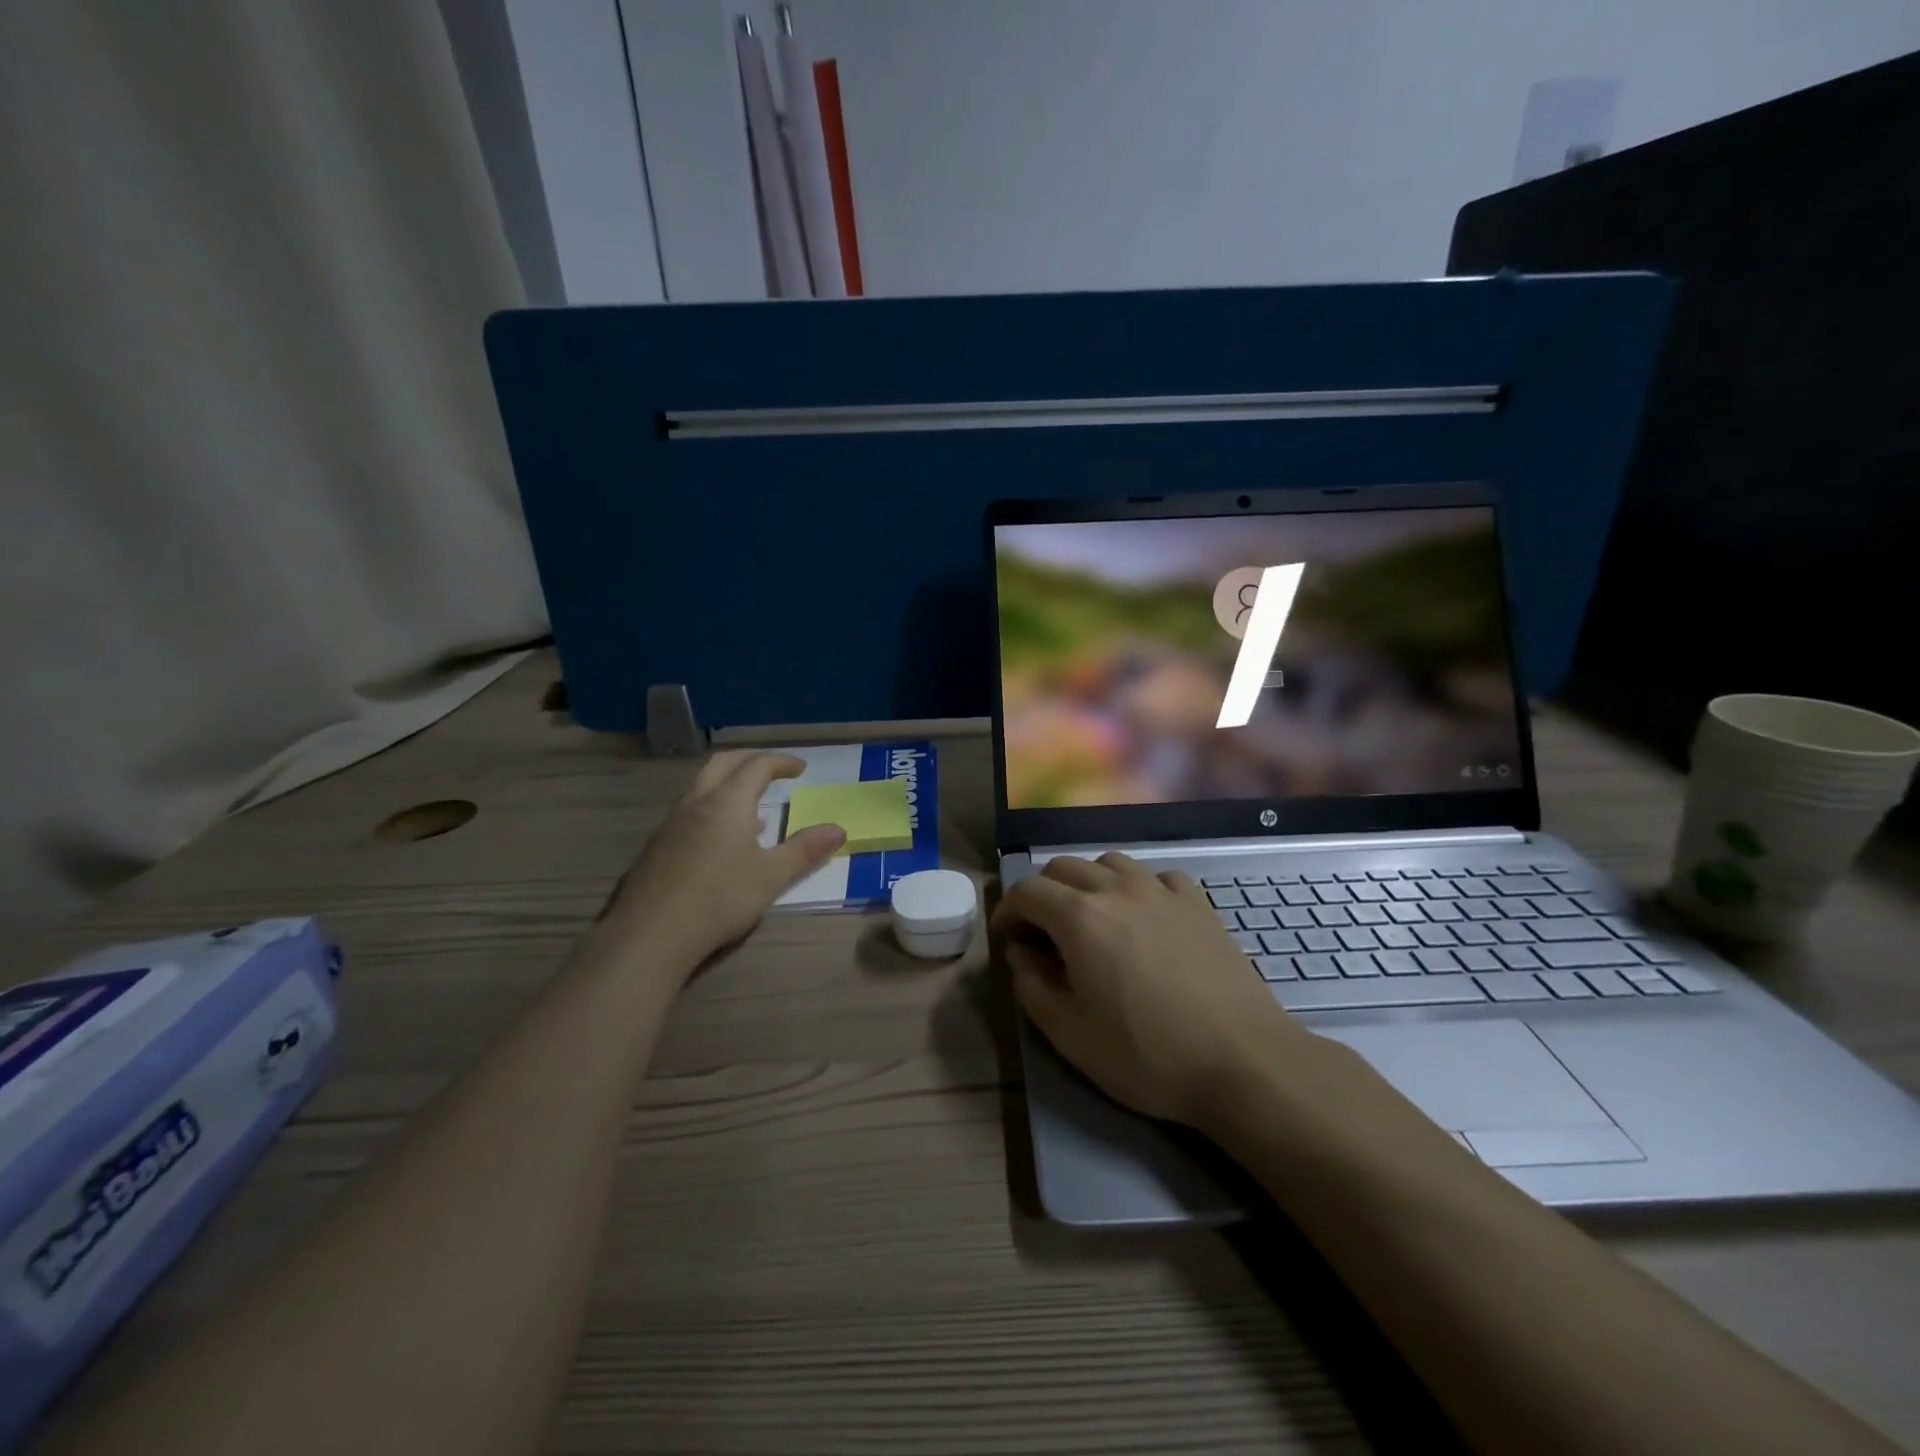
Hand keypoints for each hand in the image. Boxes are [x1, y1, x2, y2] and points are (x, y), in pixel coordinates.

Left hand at [599, 751, 844, 967]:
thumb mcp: (772, 877)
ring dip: (729, 783)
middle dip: (750, 760)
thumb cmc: (719, 899)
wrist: (650, 934)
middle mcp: (697, 802)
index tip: (801, 768)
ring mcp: (672, 823)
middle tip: (772, 770)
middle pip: (723, 763)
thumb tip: (839, 829)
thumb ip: (805, 850)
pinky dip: (712, 806)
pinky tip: (722, 839)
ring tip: (752, 805)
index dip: (781, 762)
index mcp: (728, 802)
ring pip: (702, 785)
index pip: (757, 766)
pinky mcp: (657, 845)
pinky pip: (690, 809)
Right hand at [992, 852, 1309, 1126]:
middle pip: (1064, 867)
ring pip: (1110, 863)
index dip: (1008, 910)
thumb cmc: (1147, 1054)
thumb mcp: (1070, 1035)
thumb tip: (1022, 954)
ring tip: (1092, 919)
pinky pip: (1156, 877)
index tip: (1007, 938)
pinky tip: (1144, 918)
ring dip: (1088, 882)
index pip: (1027, 891)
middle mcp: (1117, 889)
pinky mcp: (1198, 904)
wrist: (1242, 1060)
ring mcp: (1162, 891)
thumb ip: (1032, 987)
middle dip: (1042, 893)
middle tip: (1043, 933)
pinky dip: (1137, 888)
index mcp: (1079, 917)